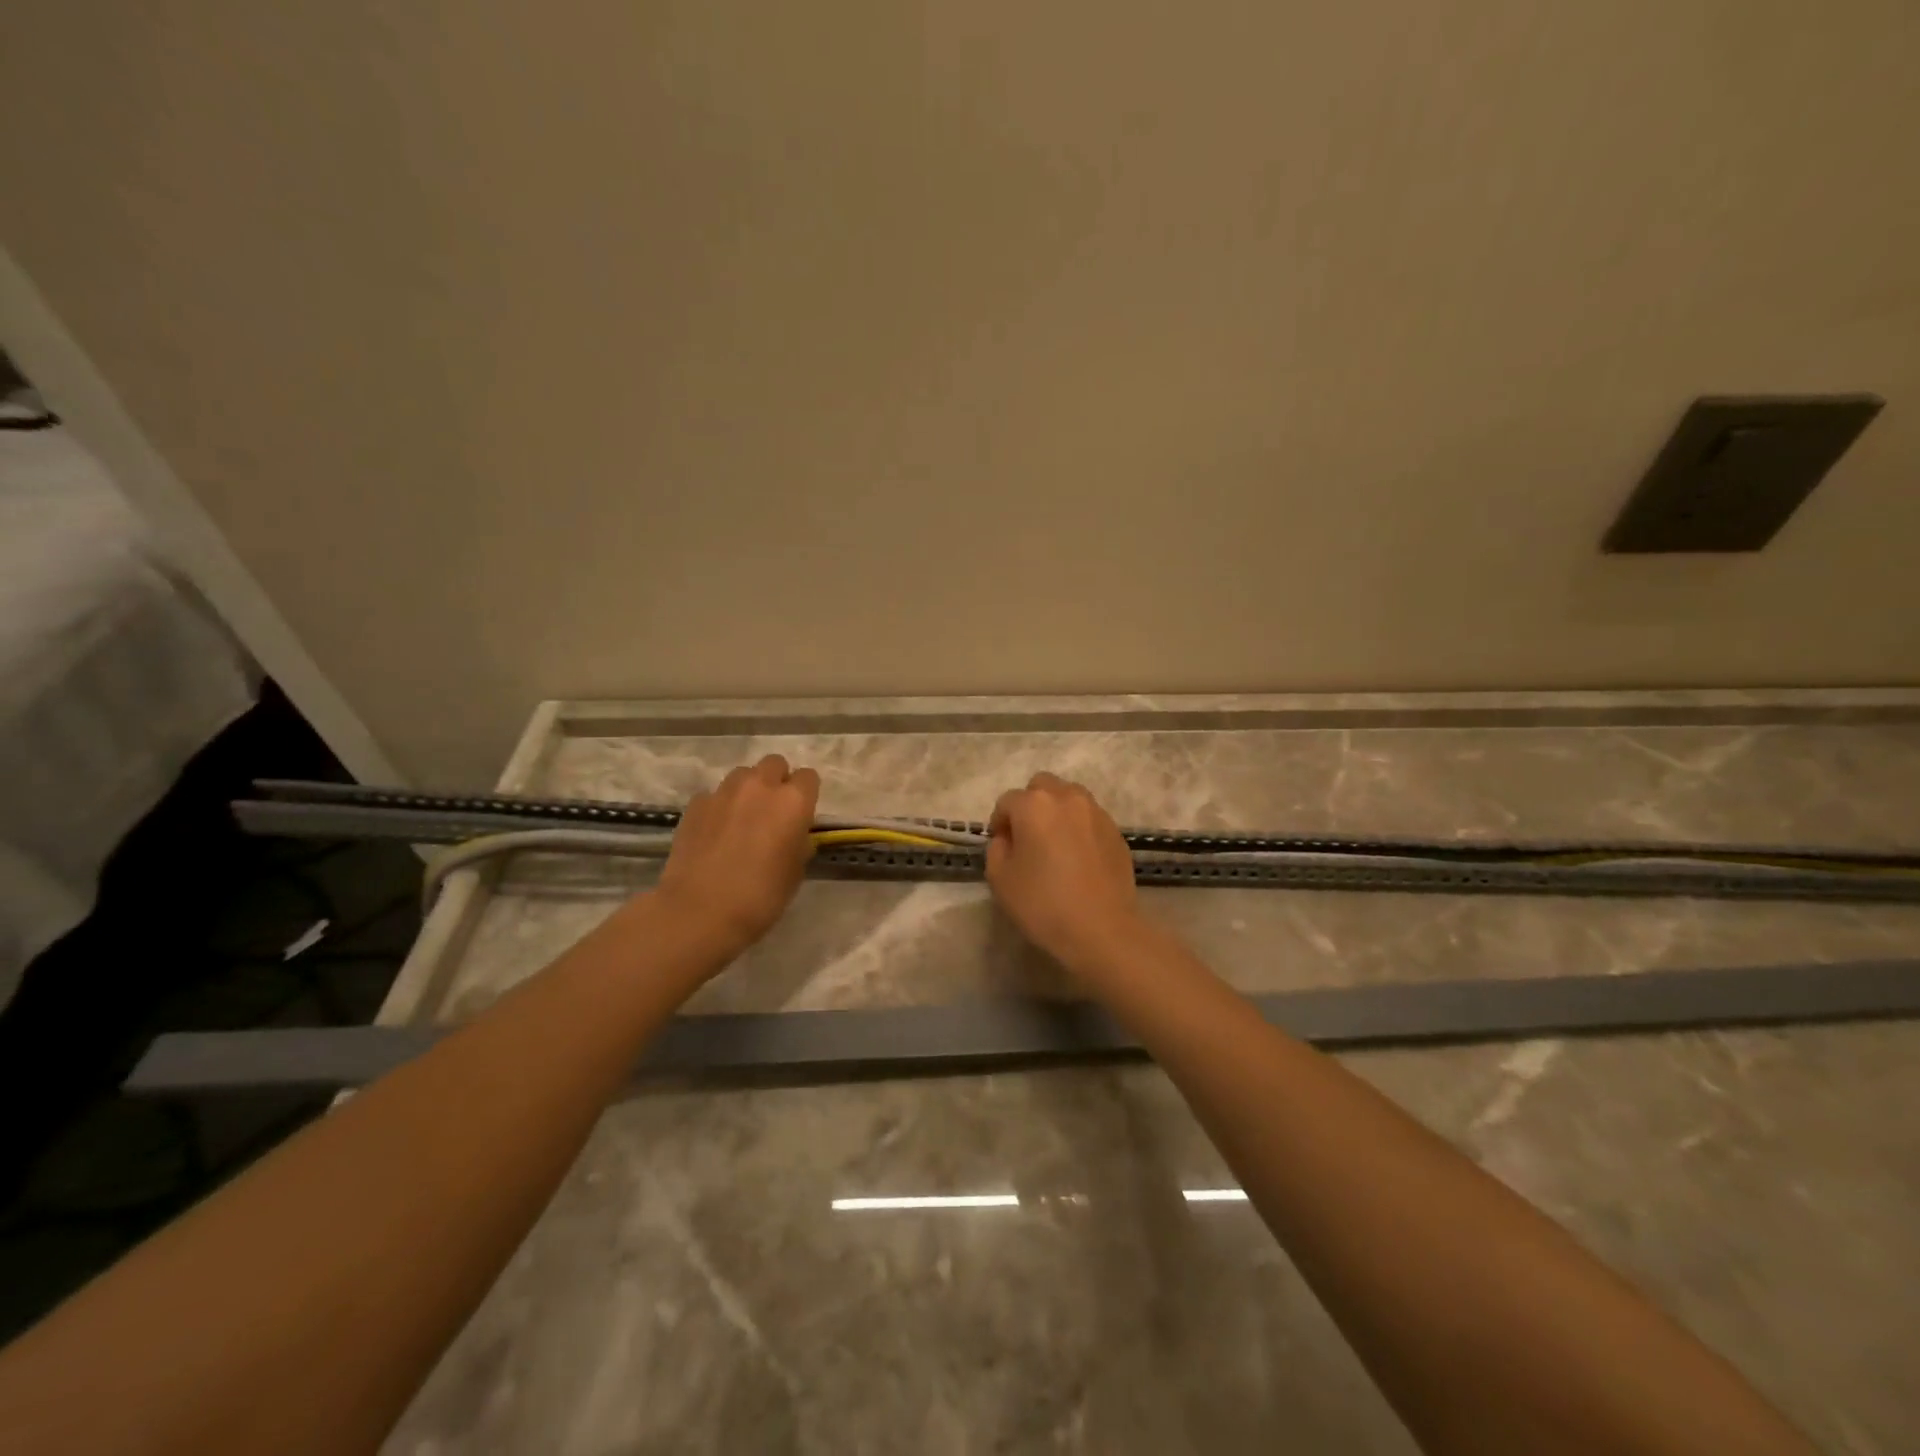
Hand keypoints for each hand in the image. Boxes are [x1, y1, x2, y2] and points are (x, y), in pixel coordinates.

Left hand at [655, 755, 820, 959]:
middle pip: (774, 764)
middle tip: (772, 811)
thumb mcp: (795, 873)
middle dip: (777, 781)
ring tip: (742, 818)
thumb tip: (795, 835)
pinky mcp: (695, 804)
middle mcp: (760, 787)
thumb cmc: (760, 896)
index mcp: (793, 802)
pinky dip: (719, 807)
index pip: (809, 777)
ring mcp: (723, 792)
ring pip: (743, 774)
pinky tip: (715, 832)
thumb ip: (799, 843)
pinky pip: (714, 795)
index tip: (801, 815)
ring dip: (748, 789)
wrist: (699, 911)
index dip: (806, 794)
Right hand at [987, 772, 1140, 971]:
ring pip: (1069, 797)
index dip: (999, 823)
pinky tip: (1078, 858)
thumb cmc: (1043, 904)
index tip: (1002, 847)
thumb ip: (996, 848)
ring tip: (1054, 844)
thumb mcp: (1000, 879)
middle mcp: (1067, 798)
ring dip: (1056, 811)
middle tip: (1027, 838)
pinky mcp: (1116, 831)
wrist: (1102, 929)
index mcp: (1034, 805)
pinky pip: (1089, 818)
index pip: (1007, 801)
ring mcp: (1096, 812)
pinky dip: (1078, 828)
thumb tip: (1007, 838)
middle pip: (1041, 786)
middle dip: (1029, 805)